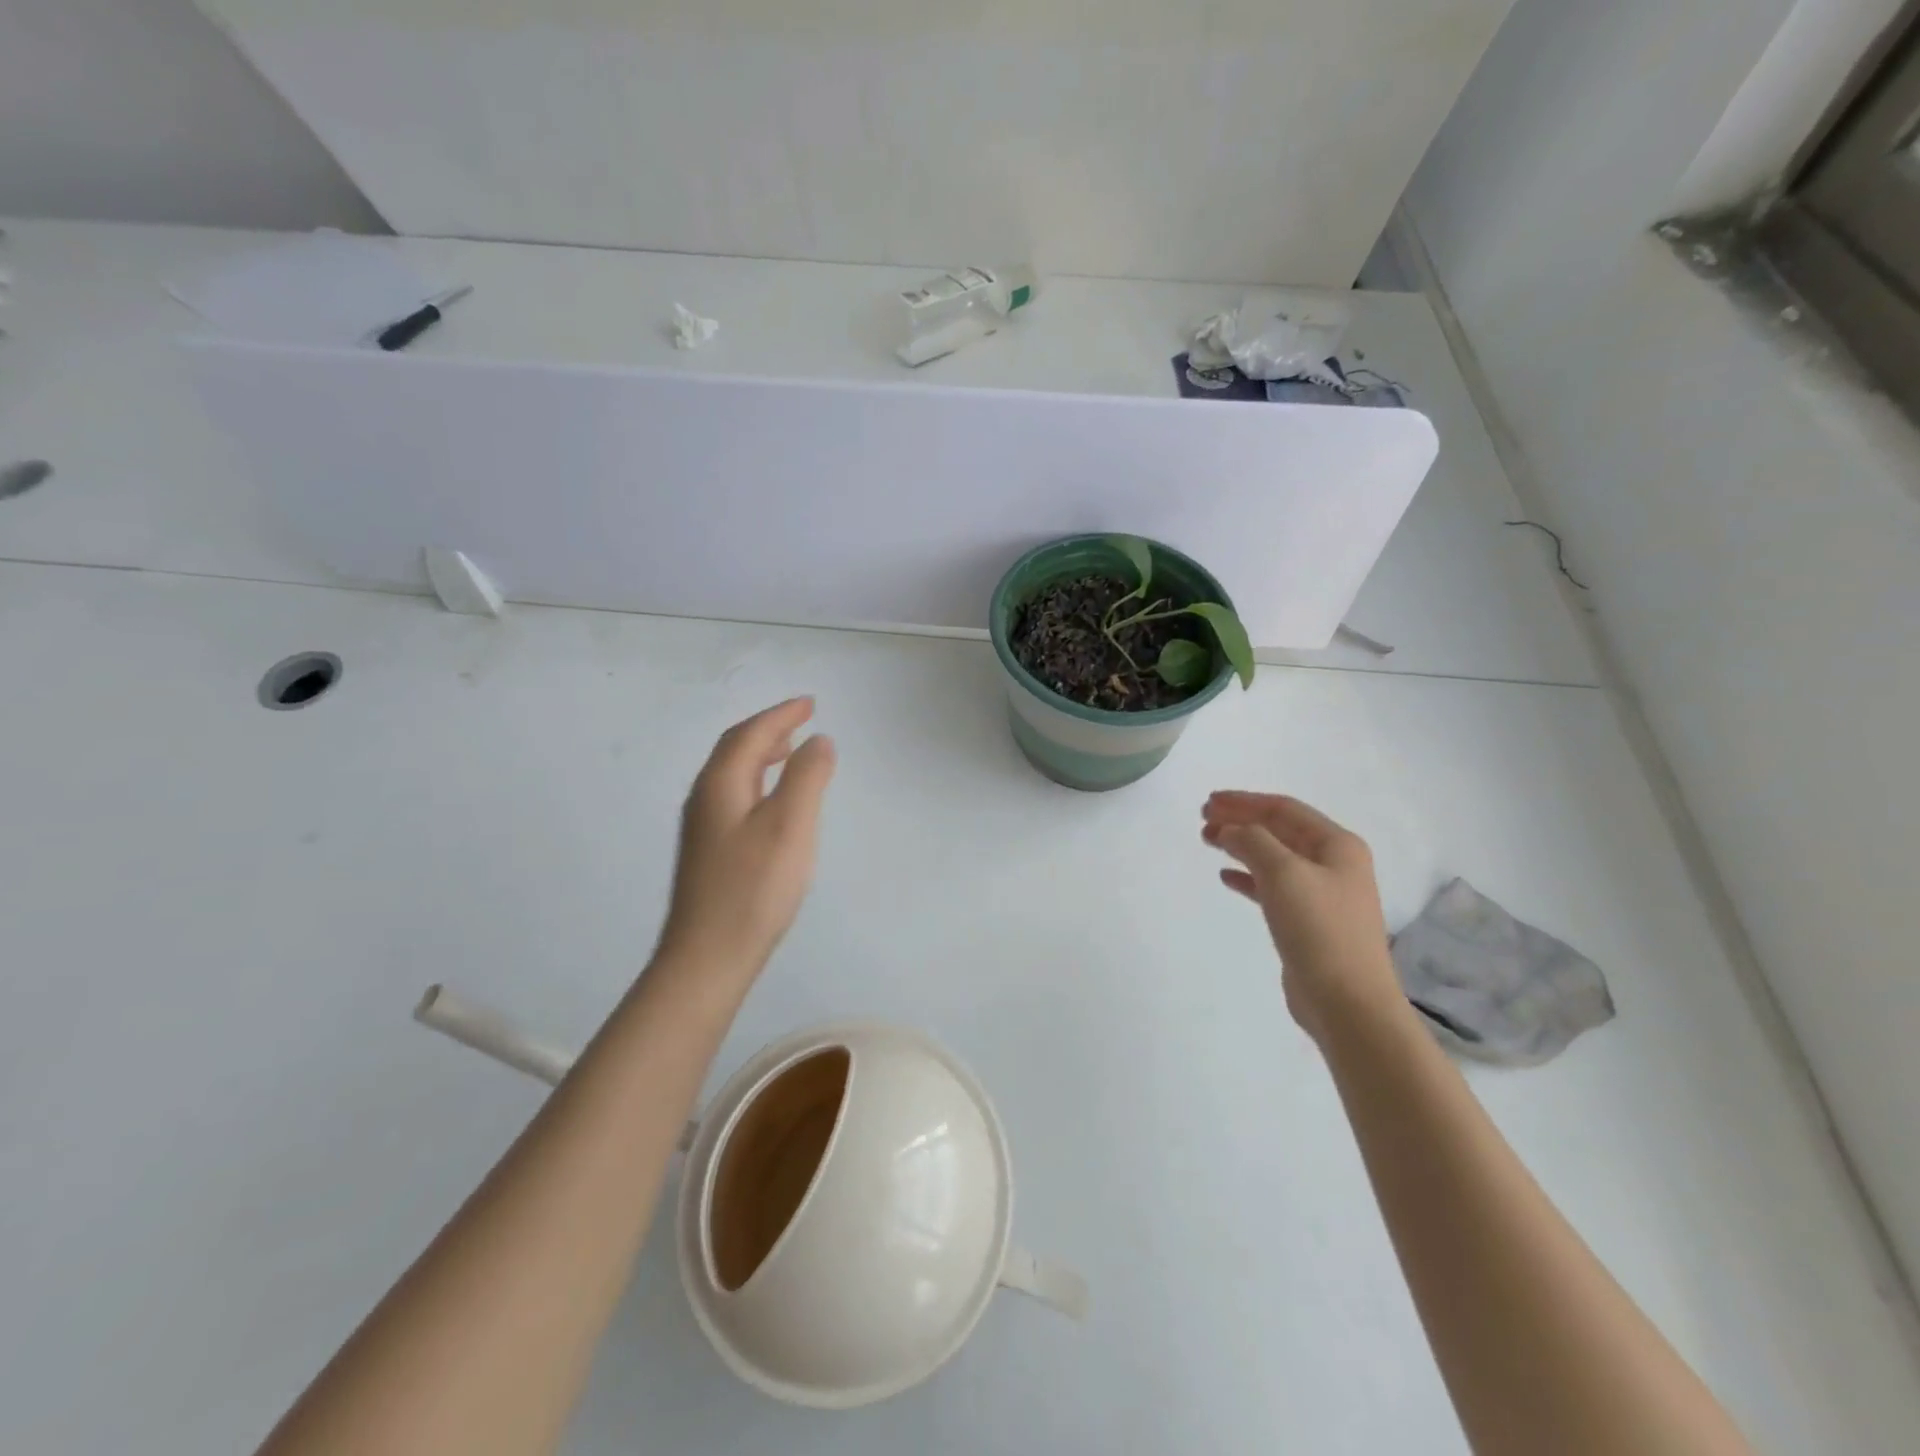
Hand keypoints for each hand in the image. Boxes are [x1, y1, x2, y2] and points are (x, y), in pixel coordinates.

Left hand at [655, 698, 836, 986]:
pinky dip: (758, 780)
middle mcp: (705, 797)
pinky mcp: (709, 851)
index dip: (781, 714)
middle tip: (803, 720)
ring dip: (762, 753)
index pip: (750, 734)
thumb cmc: (753, 889)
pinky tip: (772, 801)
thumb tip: (819, 740)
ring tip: (791, 751)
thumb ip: (807, 778)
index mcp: (721, 784)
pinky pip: (735, 795)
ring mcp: (703, 826)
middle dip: (770, 728)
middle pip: (735, 749)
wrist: (707, 957)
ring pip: (733, 773)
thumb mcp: (790, 826)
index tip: (810, 703)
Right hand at [1202, 792, 1406, 1043]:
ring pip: (1273, 858)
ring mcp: (1322, 894)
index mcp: (1337, 845)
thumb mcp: (1282, 873)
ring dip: (1241, 846)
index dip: (1244, 801)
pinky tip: (1226, 876)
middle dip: (1241, 821)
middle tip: (1203, 819)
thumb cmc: (1318, 929)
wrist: (1347, 1002)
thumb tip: (1228, 829)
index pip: (1284, 809)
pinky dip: (1248, 877)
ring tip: (1207, 840)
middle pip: (1279, 831)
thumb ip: (1252, 841)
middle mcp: (1333, 864)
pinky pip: (1272, 887)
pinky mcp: (1307, 923)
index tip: (1209, 801)